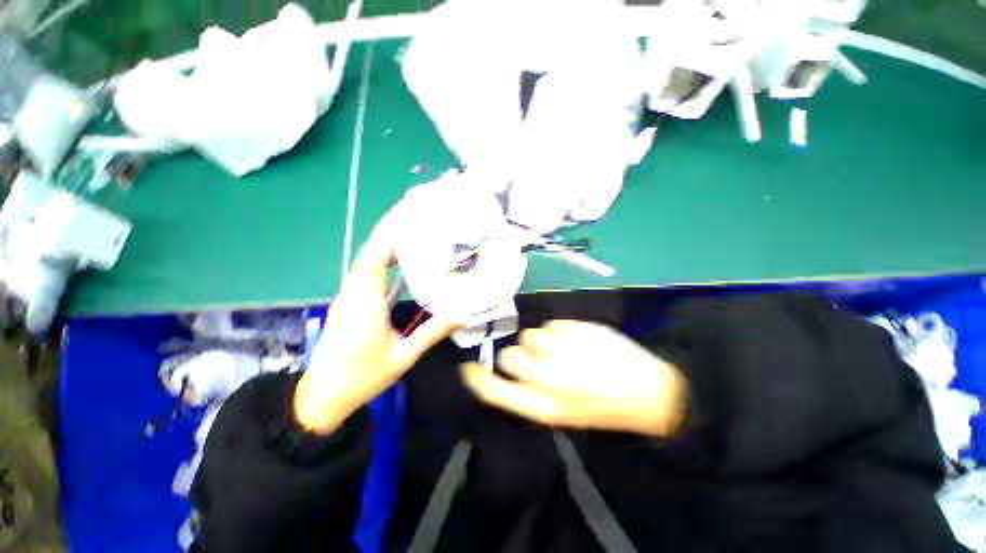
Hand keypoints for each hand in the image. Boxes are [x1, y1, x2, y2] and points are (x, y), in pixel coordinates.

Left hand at [294, 214, 459, 433]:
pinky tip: (401, 257)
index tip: (409, 215)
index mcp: (364, 304)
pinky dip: (383, 258)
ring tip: (413, 227)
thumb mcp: (403, 357)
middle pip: (369, 252)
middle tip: (415, 211)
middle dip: (390, 228)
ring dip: (387, 241)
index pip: (373, 259)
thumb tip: (461, 316)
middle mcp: (353, 293)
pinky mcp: (350, 302)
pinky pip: (367, 272)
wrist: (322, 397)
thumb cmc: (362, 378)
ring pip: (366, 260)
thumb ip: (431, 333)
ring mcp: (349, 296)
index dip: (389, 234)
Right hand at [462, 321, 687, 436]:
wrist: (647, 390)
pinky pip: (550, 324)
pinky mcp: (572, 327)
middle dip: (519, 357)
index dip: (477, 379)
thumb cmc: (601, 407)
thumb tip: (509, 368)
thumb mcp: (560, 411)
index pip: (494, 391)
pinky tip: (577, 341)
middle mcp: (544, 376)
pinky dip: (558, 331)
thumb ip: (529, 393)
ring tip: (563, 350)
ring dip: (540, 342)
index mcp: (541, 406)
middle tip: (538, 360)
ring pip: (529, 335)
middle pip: (508, 356)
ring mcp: (558, 348)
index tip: (468, 369)